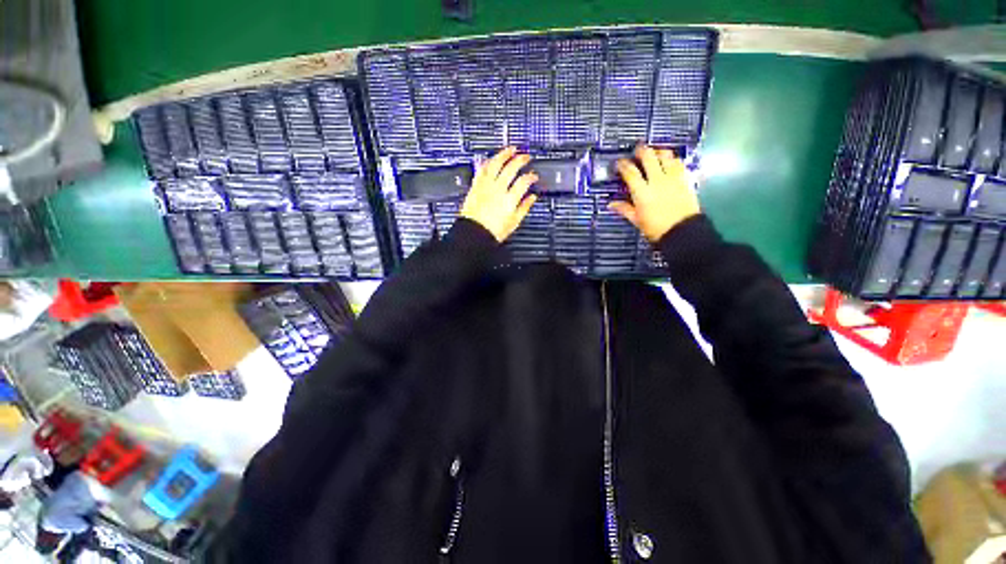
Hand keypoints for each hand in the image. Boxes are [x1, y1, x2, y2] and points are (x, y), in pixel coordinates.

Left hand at [461, 147, 538, 241]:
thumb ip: (524, 207)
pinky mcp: (476, 186)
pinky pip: (482, 169)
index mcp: (509, 199)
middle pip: (511, 168)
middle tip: (526, 157)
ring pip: (496, 163)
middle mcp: (498, 189)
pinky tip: (492, 158)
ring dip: (504, 154)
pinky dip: (488, 161)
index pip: (524, 181)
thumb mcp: (513, 222)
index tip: (534, 176)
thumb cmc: (492, 231)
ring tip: (511, 149)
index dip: (531, 177)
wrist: (474, 233)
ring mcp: (486, 186)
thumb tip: (532, 198)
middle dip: (521, 159)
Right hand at [609, 145, 699, 241]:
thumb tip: (611, 204)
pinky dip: (673, 159)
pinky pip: (679, 163)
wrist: (683, 231)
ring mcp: (673, 178)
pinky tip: (670, 162)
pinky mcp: (686, 179)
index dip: (623, 165)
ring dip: (659, 152)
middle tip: (638, 150)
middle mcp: (657, 180)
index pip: (630, 172)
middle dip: (642, 151)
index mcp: (642, 192)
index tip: (619, 162)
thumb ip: (624, 209)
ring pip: (666, 155)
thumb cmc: (656, 228)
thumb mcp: (637, 220)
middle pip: (649, 157)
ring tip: (655, 153)